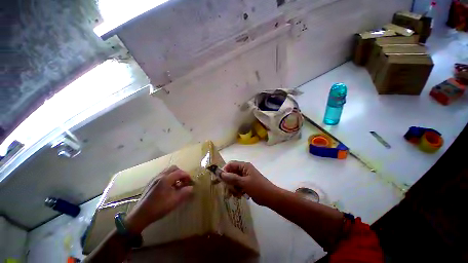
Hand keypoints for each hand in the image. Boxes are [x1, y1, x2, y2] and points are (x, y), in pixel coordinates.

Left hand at [125, 166, 193, 233]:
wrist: (140, 215)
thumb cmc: (159, 207)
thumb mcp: (175, 200)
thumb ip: (185, 192)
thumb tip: (191, 187)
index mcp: (166, 179)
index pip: (180, 172)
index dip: (187, 176)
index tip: (191, 182)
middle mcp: (160, 176)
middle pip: (174, 168)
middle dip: (181, 173)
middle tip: (184, 181)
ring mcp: (154, 179)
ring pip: (168, 171)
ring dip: (175, 174)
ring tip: (177, 184)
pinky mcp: (151, 183)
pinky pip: (162, 175)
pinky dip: (169, 177)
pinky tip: (169, 187)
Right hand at [221, 161, 277, 205]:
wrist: (270, 197)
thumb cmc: (257, 188)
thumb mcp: (244, 183)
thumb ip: (232, 178)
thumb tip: (221, 174)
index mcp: (244, 166)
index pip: (230, 164)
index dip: (224, 171)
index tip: (220, 180)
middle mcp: (244, 170)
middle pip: (231, 173)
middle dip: (228, 182)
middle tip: (227, 190)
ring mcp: (245, 177)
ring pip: (234, 180)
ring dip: (232, 187)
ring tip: (235, 195)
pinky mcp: (246, 183)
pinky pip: (238, 185)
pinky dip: (237, 190)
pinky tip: (239, 196)